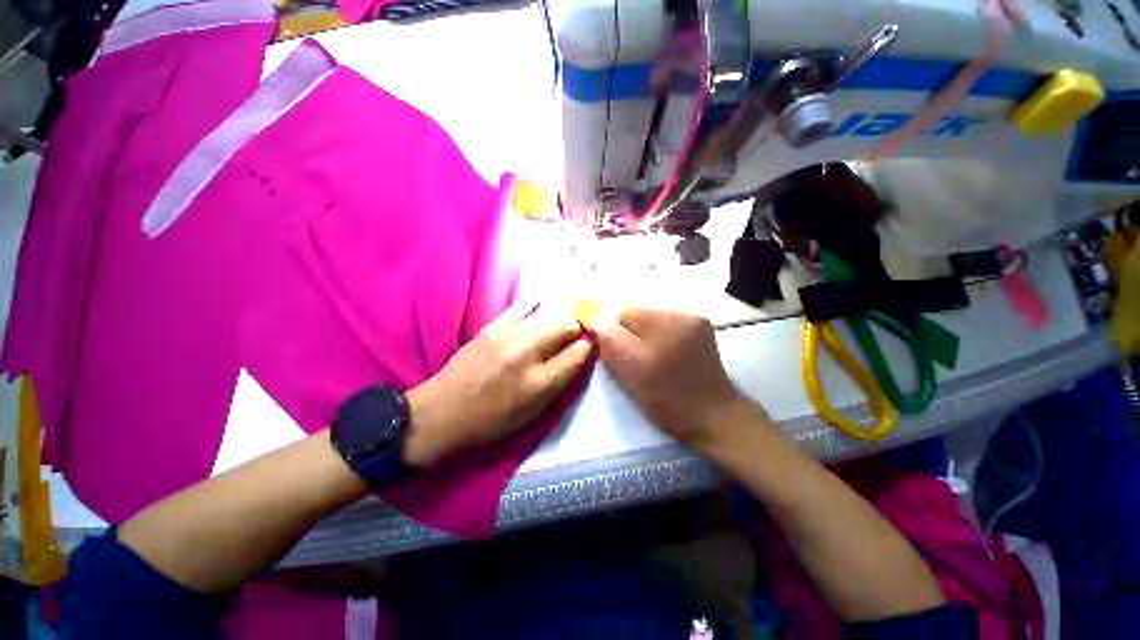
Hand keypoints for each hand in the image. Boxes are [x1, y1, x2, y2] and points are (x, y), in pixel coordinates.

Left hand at [402, 306, 594, 466]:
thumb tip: (579, 356)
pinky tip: (540, 313)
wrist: (442, 411)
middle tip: (578, 335)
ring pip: (548, 314)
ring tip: (561, 326)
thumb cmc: (491, 421)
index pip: (577, 353)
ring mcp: (507, 335)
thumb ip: (559, 383)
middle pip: (565, 326)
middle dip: (578, 328)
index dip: (589, 347)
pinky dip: (537, 310)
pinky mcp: (492, 326)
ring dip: (560, 319)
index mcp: (538, 383)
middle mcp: (526, 354)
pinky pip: (523, 308)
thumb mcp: (532, 413)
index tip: (591, 346)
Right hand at [598, 308, 756, 444]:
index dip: (615, 335)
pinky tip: (667, 356)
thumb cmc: (668, 400)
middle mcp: (681, 313)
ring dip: (645, 336)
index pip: (622, 314)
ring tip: (652, 360)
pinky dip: (660, 338)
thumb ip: (610, 341)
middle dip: (630, 334)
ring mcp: (695, 320)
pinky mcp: (703, 330)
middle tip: (636, 362)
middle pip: (638, 315)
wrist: (714, 417)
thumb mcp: (630, 373)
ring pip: (652, 321)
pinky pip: (668, 326)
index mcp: (663, 323)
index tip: (620, 358)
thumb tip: (598, 319)